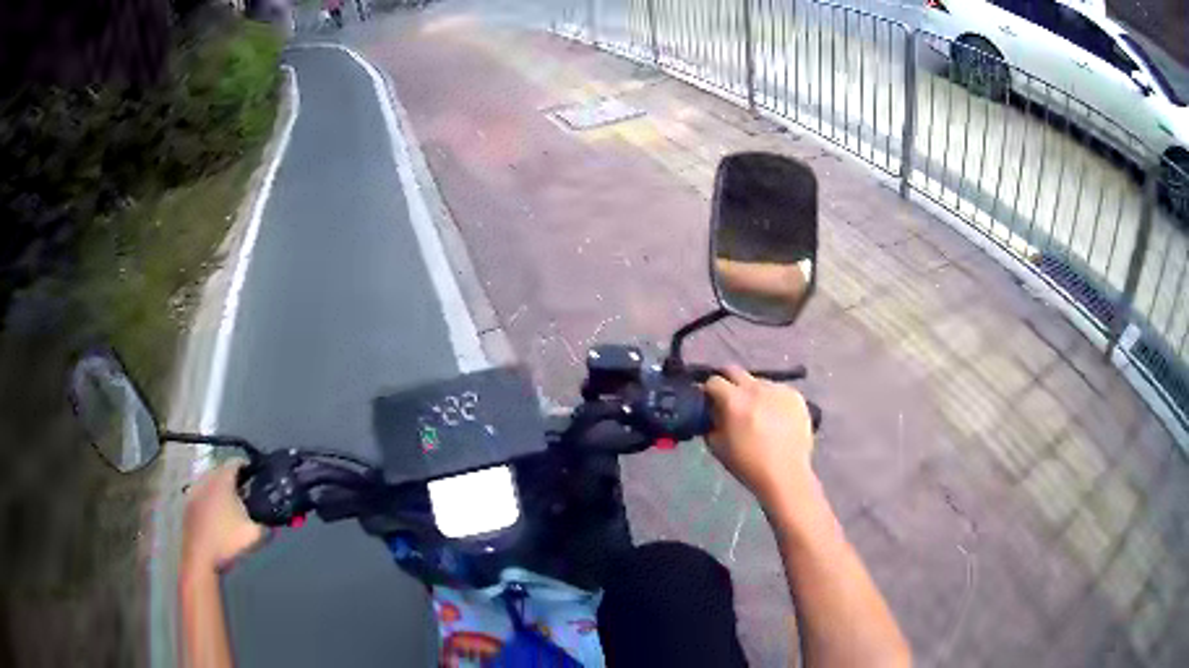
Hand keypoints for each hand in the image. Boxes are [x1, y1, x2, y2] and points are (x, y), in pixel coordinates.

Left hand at [182, 461, 263, 572]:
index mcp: (222, 481)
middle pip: (221, 471)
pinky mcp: (188, 505)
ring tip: (231, 505)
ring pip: (210, 482)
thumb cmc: (227, 542)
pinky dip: (211, 499)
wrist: (200, 558)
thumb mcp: (255, 535)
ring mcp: (194, 491)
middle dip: (234, 479)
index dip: (248, 467)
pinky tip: (217, 516)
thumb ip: (267, 525)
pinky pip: (202, 494)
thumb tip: (272, 522)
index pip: (235, 462)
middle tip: (247, 493)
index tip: (257, 477)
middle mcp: (206, 480)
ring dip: (221, 489)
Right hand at [704, 366, 815, 508]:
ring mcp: (778, 390)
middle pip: (734, 371)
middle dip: (728, 382)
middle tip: (729, 399)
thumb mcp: (717, 446)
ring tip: (758, 413)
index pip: (713, 381)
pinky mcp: (795, 396)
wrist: (786, 474)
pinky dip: (772, 400)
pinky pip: (777, 390)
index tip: (710, 401)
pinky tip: (775, 418)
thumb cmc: (748, 464)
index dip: (709, 391)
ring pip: (758, 381)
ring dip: (753, 392)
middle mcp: (756, 388)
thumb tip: (711, 410)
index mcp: (734, 401)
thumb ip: (710, 422)